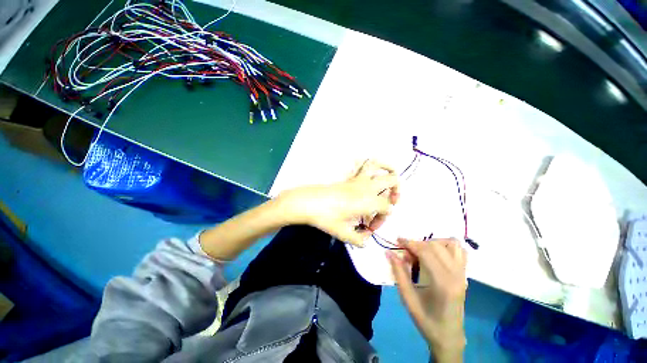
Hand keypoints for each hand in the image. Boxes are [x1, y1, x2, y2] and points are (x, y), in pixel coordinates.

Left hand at [277, 160, 398, 246]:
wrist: (308, 202)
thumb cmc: (326, 218)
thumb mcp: (343, 233)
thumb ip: (358, 239)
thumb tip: (366, 239)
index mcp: (368, 201)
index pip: (387, 208)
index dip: (382, 219)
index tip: (369, 227)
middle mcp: (366, 187)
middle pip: (392, 181)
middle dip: (396, 191)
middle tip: (390, 202)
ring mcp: (357, 179)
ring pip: (378, 165)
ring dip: (388, 169)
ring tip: (389, 179)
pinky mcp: (349, 177)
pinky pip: (363, 164)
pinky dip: (371, 164)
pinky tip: (371, 172)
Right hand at [387, 238, 466, 362]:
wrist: (449, 336)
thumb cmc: (426, 320)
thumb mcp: (408, 299)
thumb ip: (399, 273)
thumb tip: (389, 253)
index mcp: (442, 283)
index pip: (426, 252)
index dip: (410, 243)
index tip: (397, 240)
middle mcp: (456, 275)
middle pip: (436, 246)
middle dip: (418, 243)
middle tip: (406, 251)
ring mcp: (463, 274)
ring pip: (451, 244)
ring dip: (433, 242)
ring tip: (422, 251)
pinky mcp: (464, 274)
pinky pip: (460, 251)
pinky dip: (446, 246)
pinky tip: (435, 254)